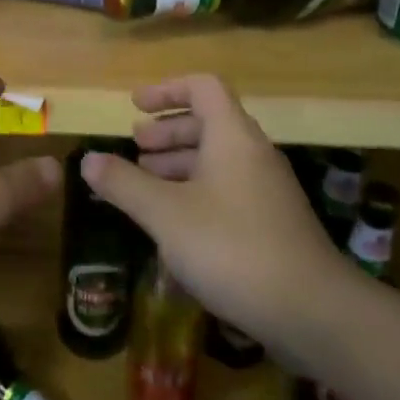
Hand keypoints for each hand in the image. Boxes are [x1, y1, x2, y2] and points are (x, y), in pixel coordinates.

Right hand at [80, 75, 343, 345]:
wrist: (311, 311)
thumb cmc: (231, 247)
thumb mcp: (165, 213)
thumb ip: (124, 183)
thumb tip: (88, 159)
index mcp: (232, 136)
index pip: (202, 88)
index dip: (166, 90)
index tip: (134, 107)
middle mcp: (253, 153)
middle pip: (209, 122)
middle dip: (168, 131)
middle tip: (135, 147)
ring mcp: (267, 189)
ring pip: (218, 159)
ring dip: (179, 163)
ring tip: (145, 182)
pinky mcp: (272, 223)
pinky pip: (227, 188)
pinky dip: (196, 190)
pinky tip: (174, 222)